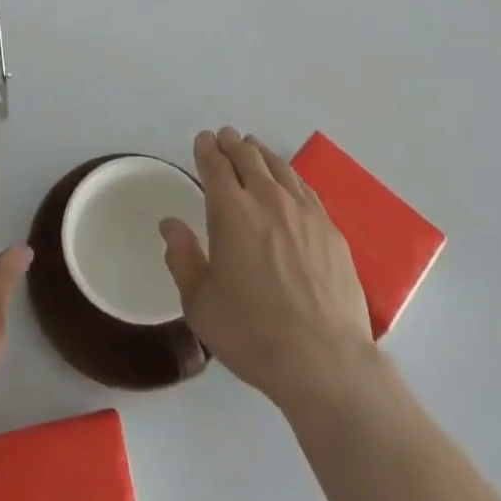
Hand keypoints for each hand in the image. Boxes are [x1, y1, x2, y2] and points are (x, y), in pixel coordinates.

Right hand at [161, 127, 376, 409]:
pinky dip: (289, 175)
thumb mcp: (200, 304)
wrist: (324, 361)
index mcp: (230, 211)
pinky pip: (305, 187)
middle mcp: (266, 198)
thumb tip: (170, 224)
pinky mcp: (330, 229)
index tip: (203, 140)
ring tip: (253, 149)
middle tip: (225, 138)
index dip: (207, 148)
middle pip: (248, 156)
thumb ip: (183, 258)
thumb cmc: (253, 334)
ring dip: (261, 153)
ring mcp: (303, 211)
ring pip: (278, 166)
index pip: (215, 164)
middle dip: (232, 143)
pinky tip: (288, 181)